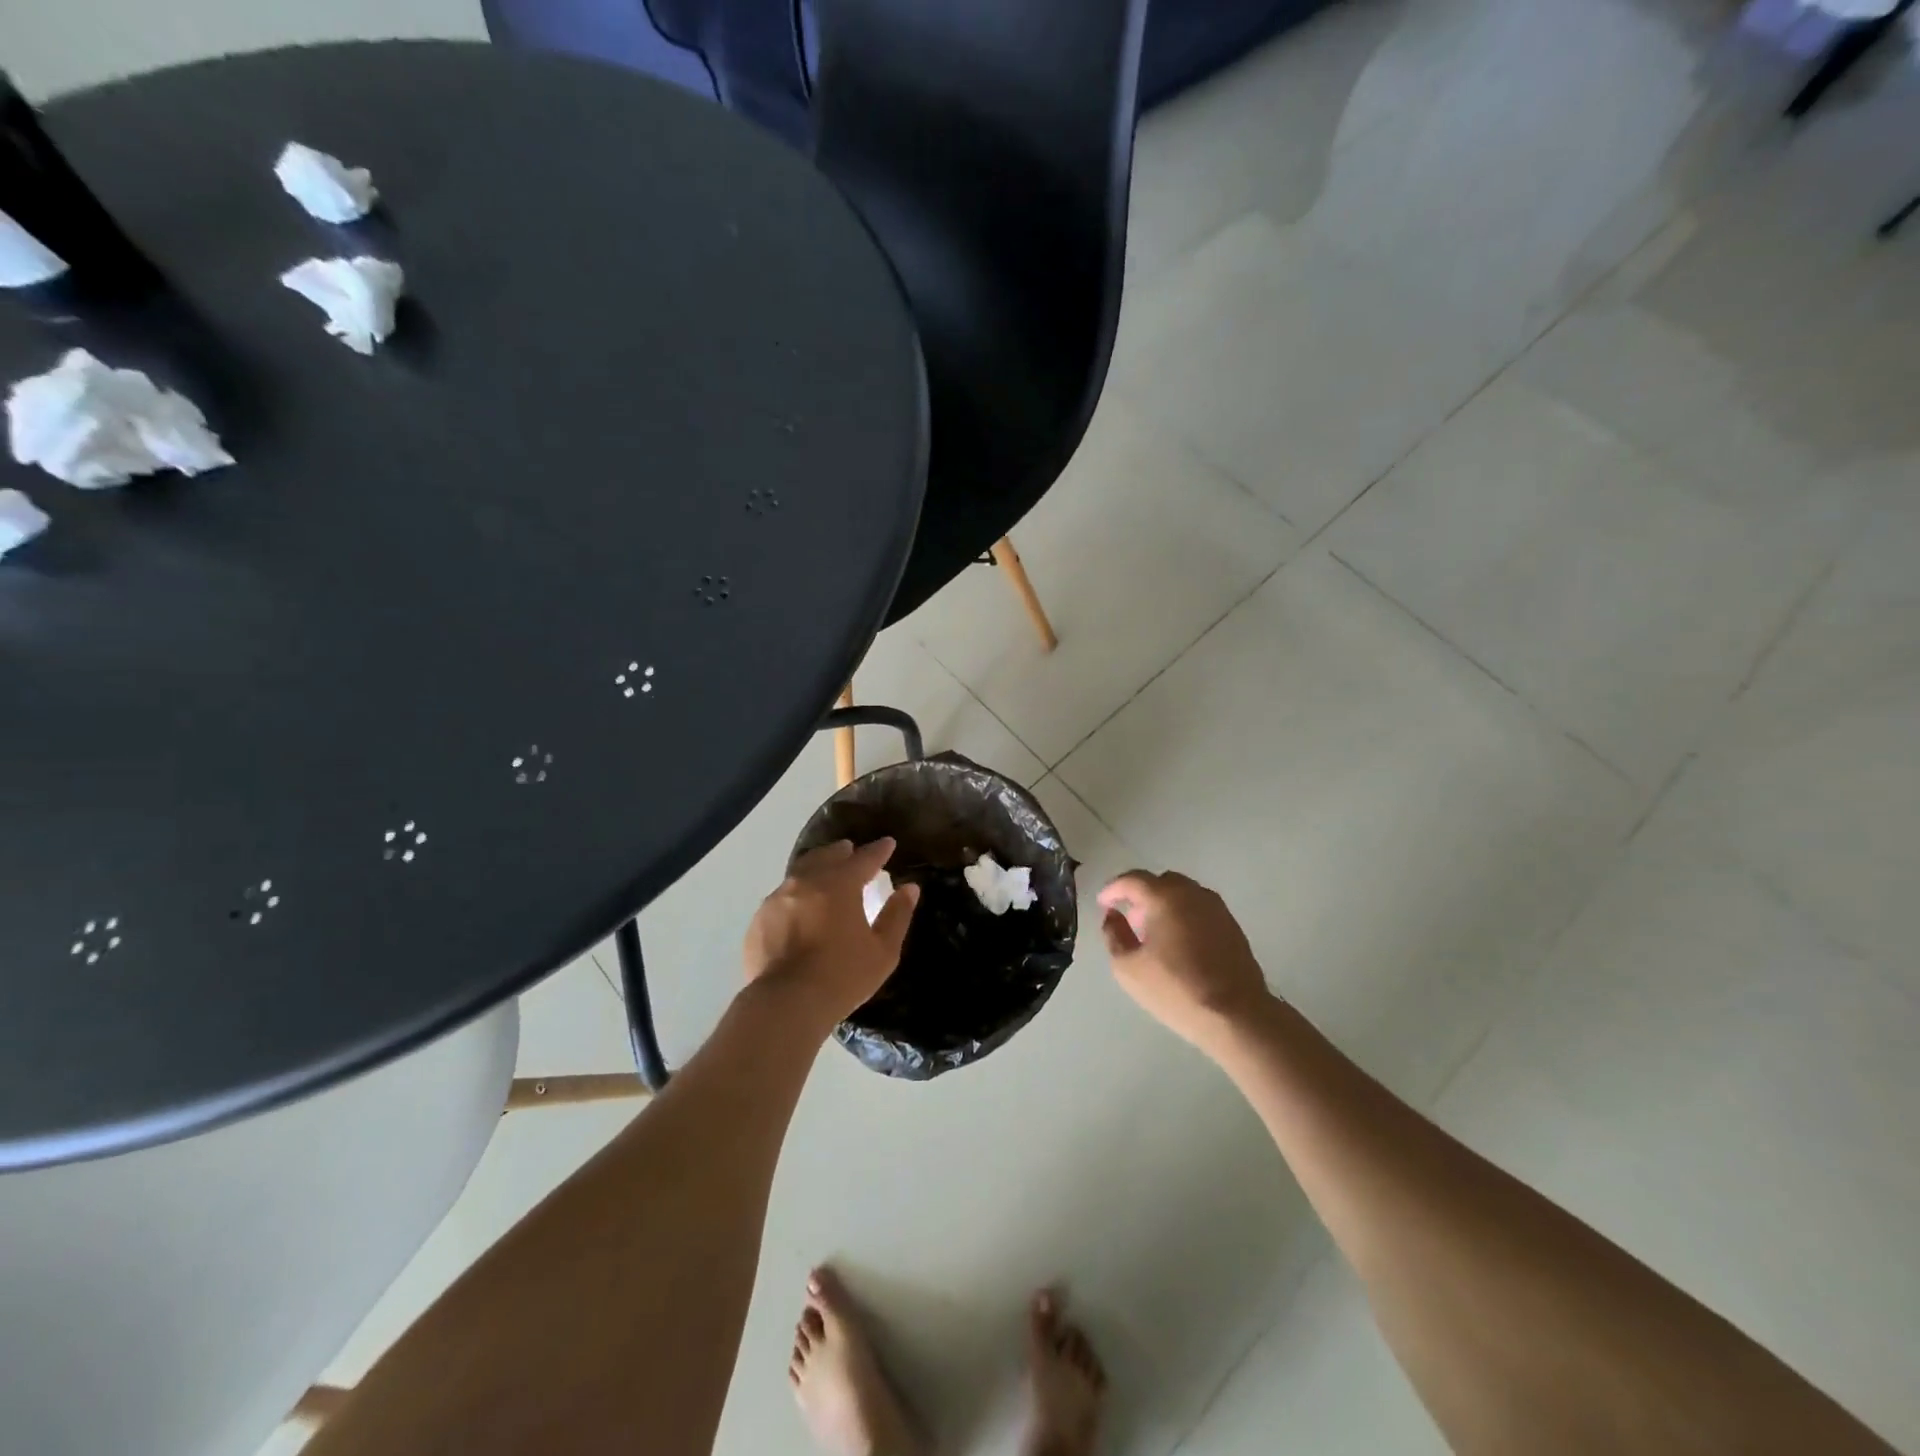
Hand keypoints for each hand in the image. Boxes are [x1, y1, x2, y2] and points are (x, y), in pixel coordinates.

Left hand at [743, 839, 918, 1028]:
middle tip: (852, 852)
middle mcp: (806, 882)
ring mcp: (778, 898)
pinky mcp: (759, 919)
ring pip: (800, 872)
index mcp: (839, 884)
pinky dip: (796, 894)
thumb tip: (910, 888)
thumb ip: (897, 915)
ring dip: (816, 868)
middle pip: (827, 856)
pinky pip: (781, 896)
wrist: (786, 1003)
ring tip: (824, 873)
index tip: (888, 843)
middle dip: (843, 852)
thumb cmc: (842, 976)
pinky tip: (799, 908)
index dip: (878, 850)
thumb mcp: (883, 950)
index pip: (864, 858)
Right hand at [1097, 870, 1270, 1050]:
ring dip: (1165, 905)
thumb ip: (1114, 934)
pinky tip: (1180, 945)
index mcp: (1164, 897)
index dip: (1113, 889)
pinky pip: (1200, 910)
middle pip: (1160, 882)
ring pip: (1183, 894)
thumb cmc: (1175, 989)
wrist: (1236, 1015)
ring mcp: (1217, 908)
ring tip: (1155, 935)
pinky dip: (1184, 916)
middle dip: (1141, 896)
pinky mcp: (1232, 926)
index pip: (1132, 880)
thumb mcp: (1127, 967)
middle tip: (1130, 920)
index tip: (1102, 904)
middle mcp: (1192, 893)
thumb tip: (1113, 916)